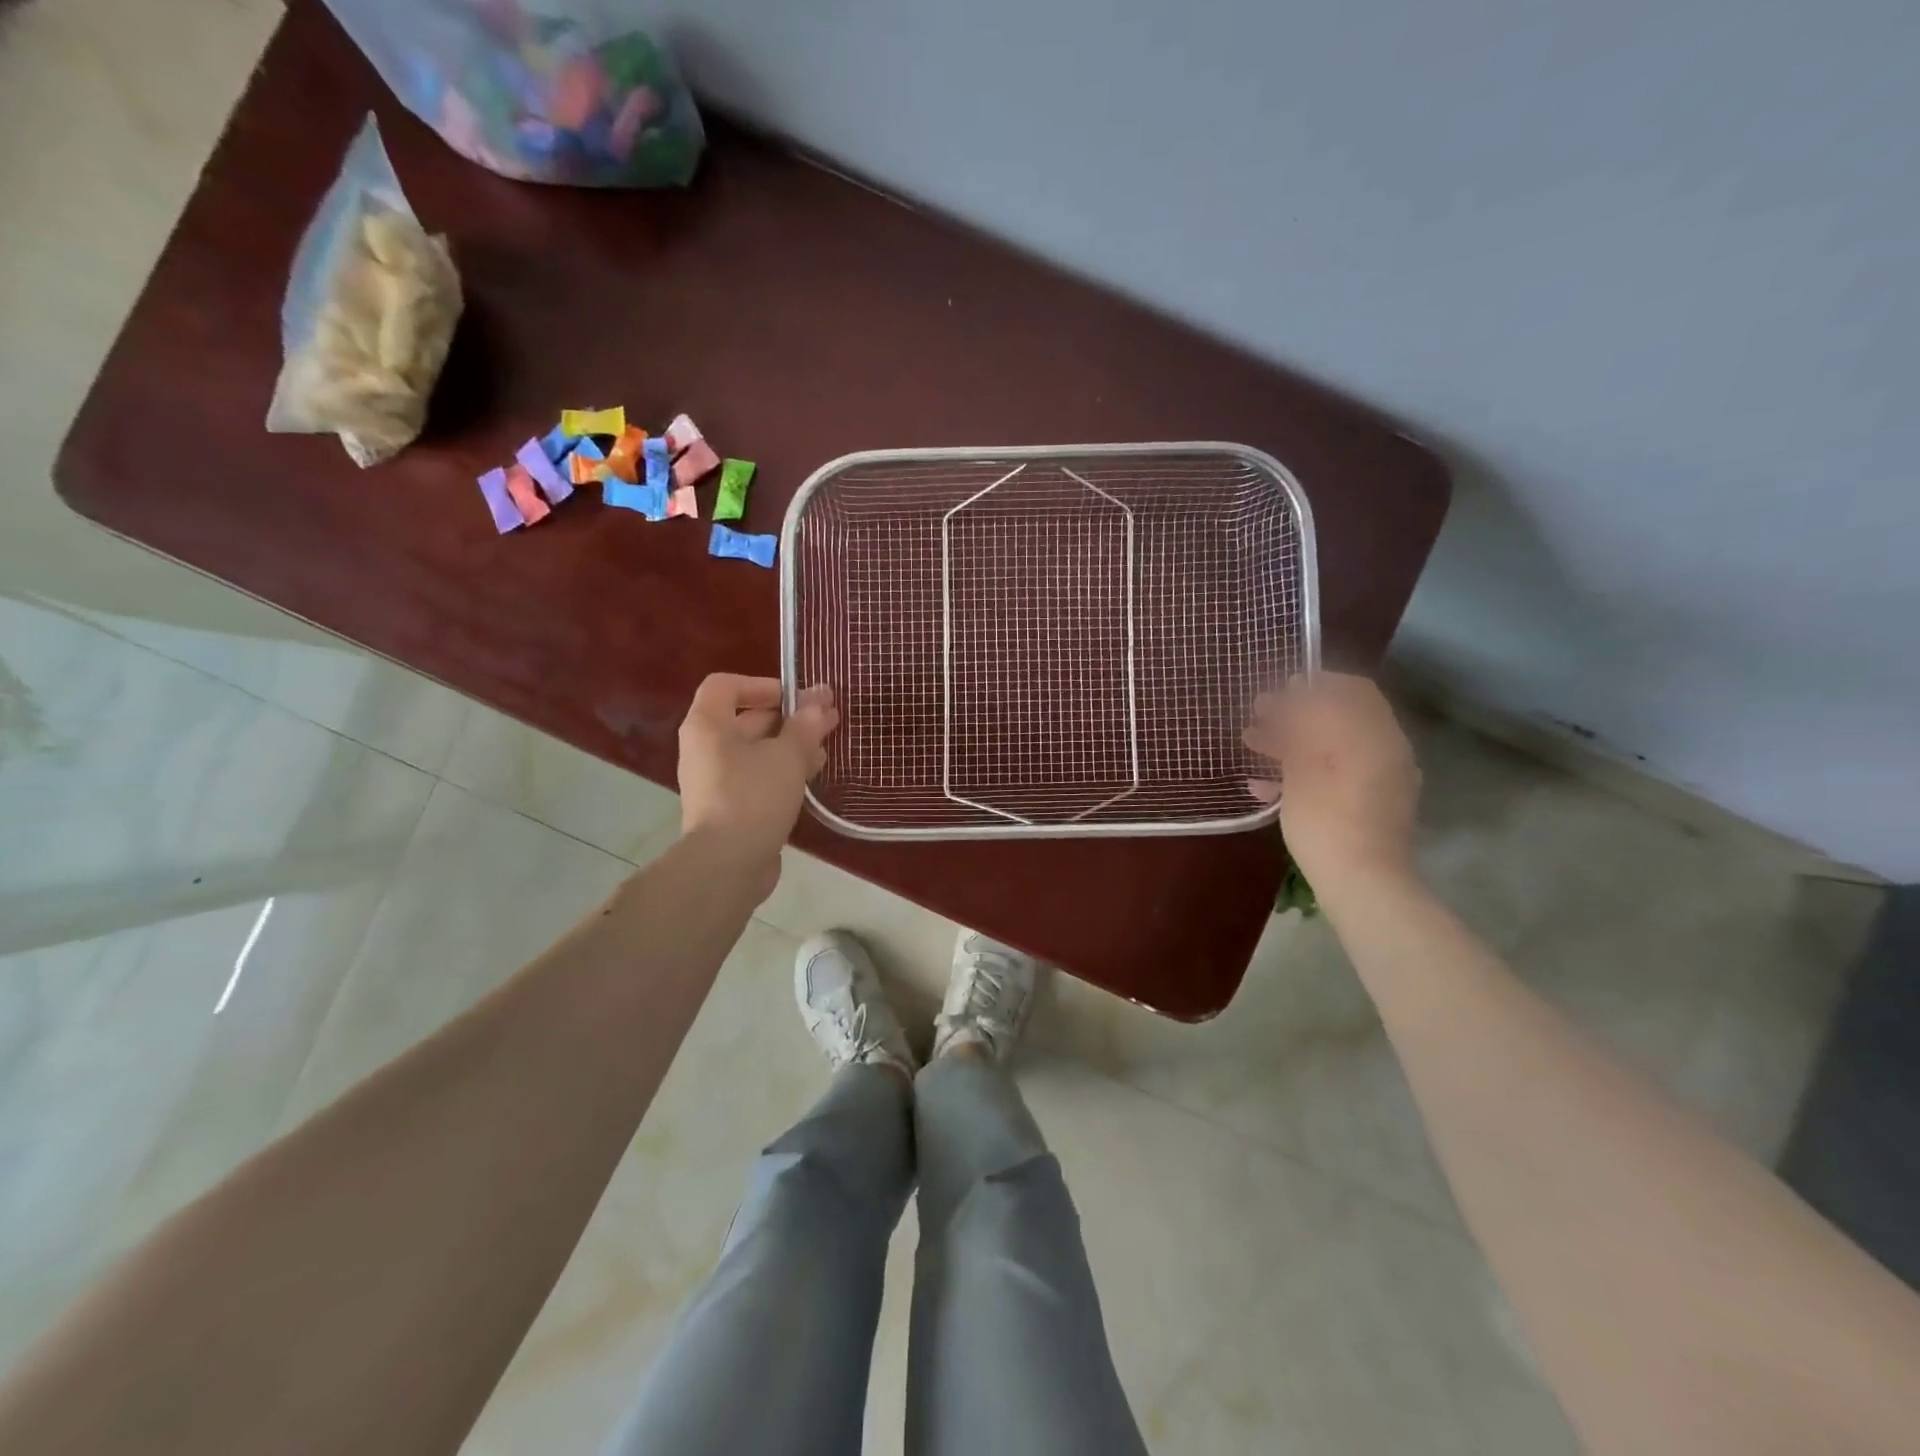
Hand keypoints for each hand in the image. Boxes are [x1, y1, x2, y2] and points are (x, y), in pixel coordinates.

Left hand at [677, 675, 838, 872]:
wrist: (727, 865)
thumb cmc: (753, 797)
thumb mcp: (787, 755)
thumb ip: (805, 725)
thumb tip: (820, 702)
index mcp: (708, 726)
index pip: (725, 685)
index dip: (761, 684)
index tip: (795, 697)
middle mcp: (706, 748)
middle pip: (747, 718)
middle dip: (789, 716)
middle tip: (828, 719)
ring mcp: (717, 780)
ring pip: (757, 750)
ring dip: (791, 744)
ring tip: (827, 747)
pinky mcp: (730, 806)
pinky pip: (758, 776)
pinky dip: (783, 770)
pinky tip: (812, 775)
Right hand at [1244, 673, 1420, 896]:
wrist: (1363, 883)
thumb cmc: (1327, 819)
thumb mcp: (1303, 766)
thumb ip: (1298, 725)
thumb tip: (1291, 693)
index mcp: (1374, 734)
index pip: (1350, 689)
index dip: (1312, 684)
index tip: (1275, 690)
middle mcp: (1386, 749)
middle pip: (1339, 717)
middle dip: (1295, 715)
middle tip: (1257, 719)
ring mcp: (1382, 778)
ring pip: (1334, 746)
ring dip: (1293, 743)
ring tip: (1252, 746)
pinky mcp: (1372, 803)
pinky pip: (1338, 773)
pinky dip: (1306, 770)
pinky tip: (1265, 786)